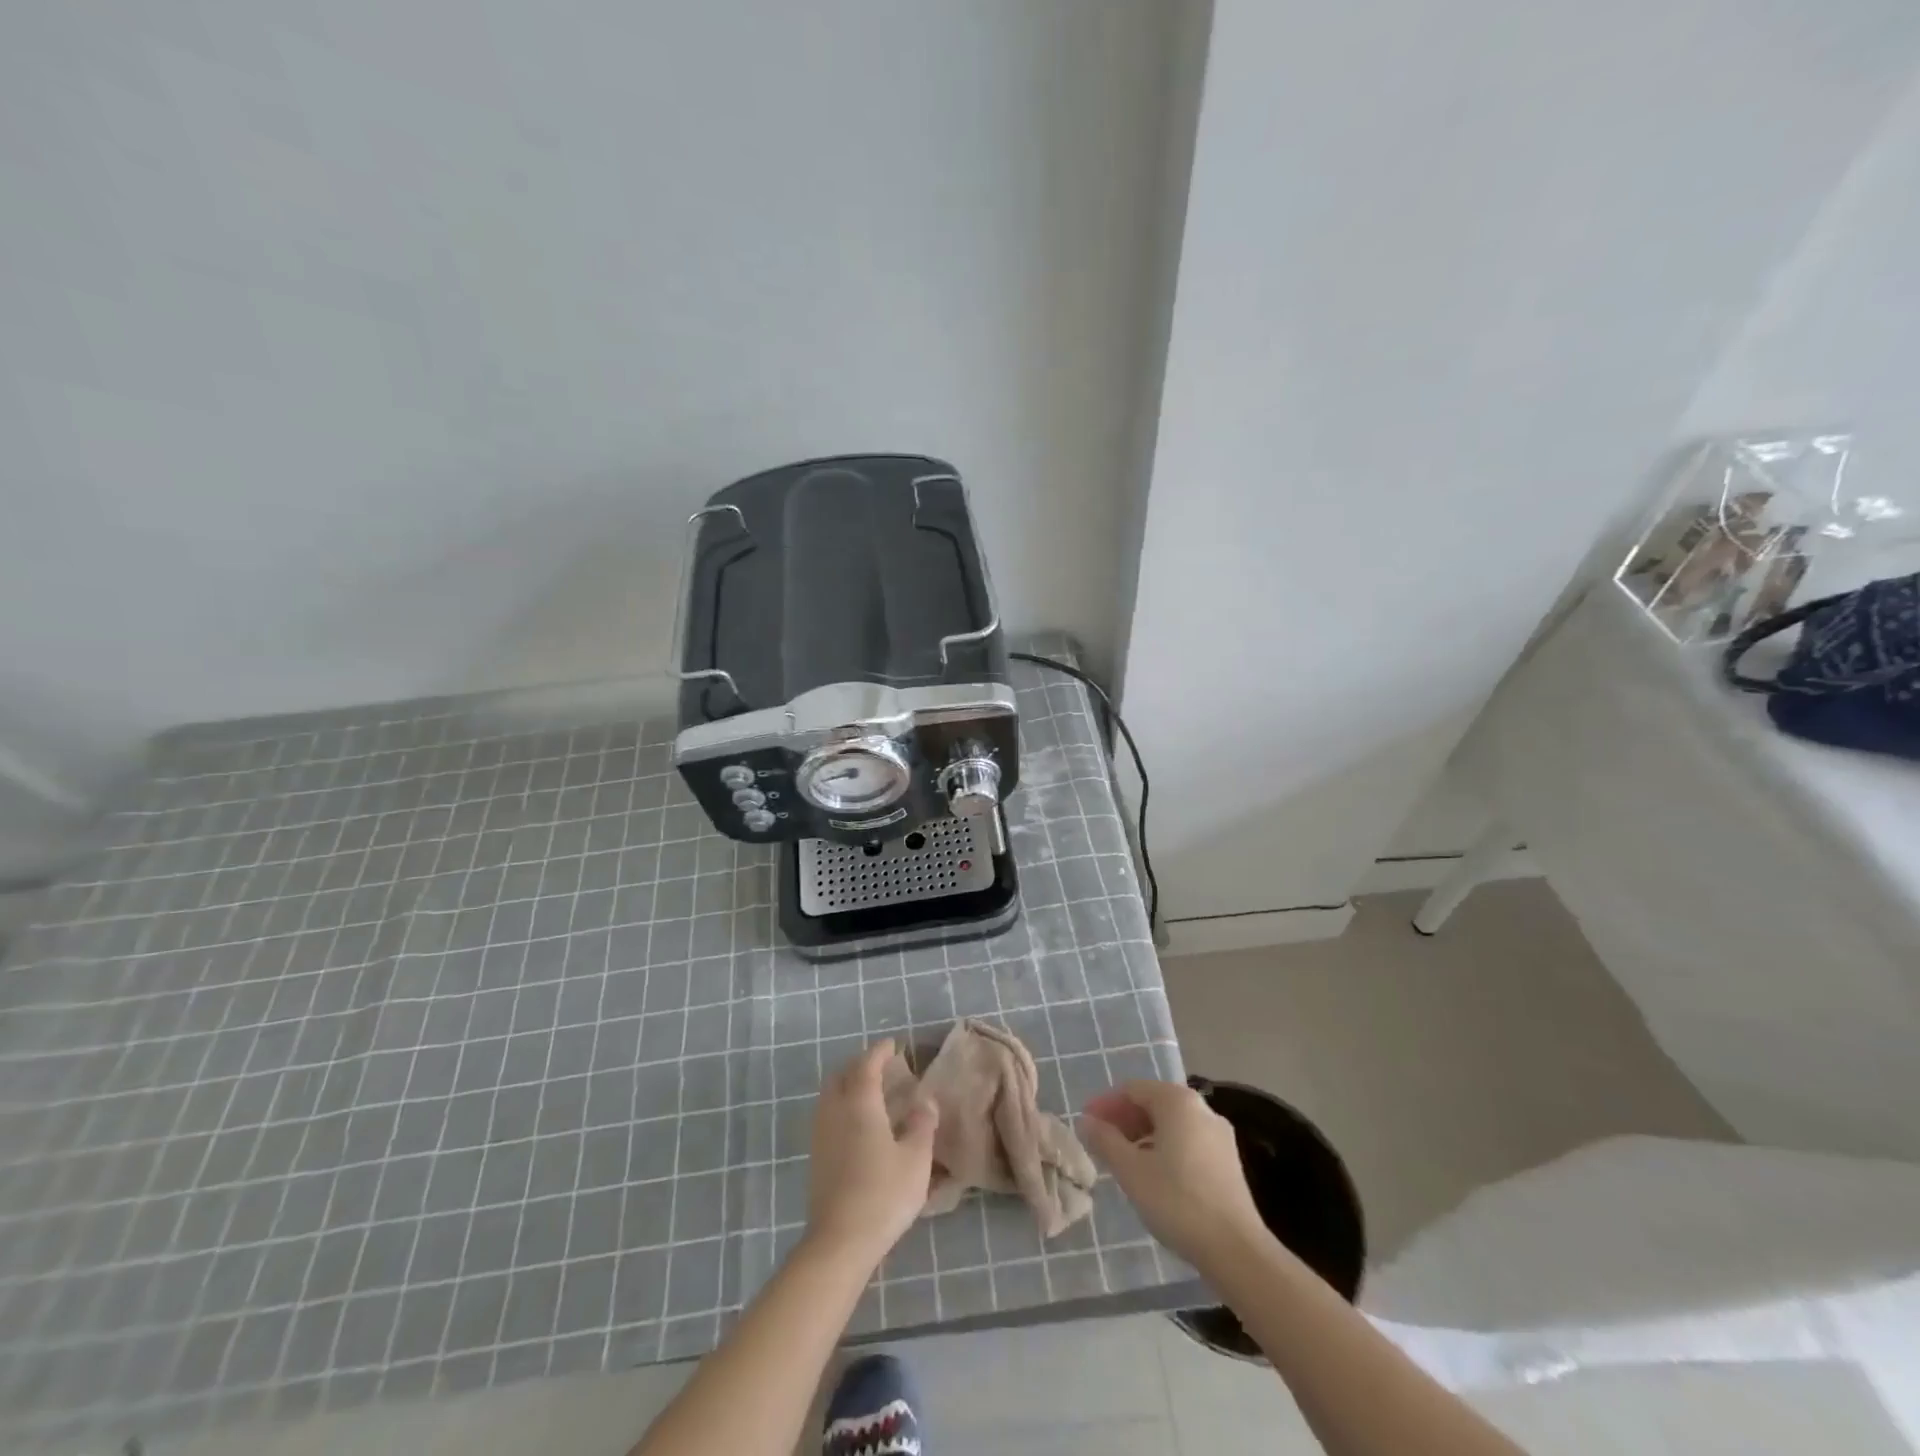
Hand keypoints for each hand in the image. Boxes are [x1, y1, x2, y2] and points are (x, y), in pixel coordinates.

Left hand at [805, 1040, 938, 1266]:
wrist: (840, 1240)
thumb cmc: (883, 1193)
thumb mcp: (916, 1159)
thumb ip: (922, 1125)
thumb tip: (926, 1102)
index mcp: (860, 1103)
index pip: (867, 1064)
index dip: (880, 1051)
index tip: (893, 1045)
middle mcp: (835, 1110)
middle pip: (842, 1074)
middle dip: (860, 1064)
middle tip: (881, 1067)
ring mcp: (821, 1133)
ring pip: (831, 1094)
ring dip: (848, 1084)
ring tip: (870, 1092)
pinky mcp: (816, 1156)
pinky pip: (827, 1114)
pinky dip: (842, 1105)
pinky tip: (857, 1123)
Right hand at [1081, 1080, 1267, 1270]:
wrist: (1236, 1250)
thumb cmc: (1177, 1201)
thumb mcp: (1130, 1170)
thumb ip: (1105, 1140)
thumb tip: (1085, 1121)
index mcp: (1178, 1101)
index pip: (1132, 1089)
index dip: (1105, 1104)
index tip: (1086, 1124)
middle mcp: (1201, 1109)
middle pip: (1153, 1103)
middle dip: (1124, 1119)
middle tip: (1101, 1143)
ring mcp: (1218, 1135)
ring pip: (1171, 1124)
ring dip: (1142, 1135)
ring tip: (1123, 1161)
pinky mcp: (1227, 1161)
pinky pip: (1187, 1141)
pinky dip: (1164, 1148)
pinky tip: (1153, 1175)